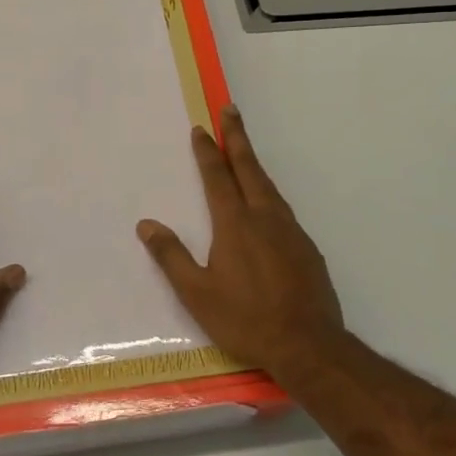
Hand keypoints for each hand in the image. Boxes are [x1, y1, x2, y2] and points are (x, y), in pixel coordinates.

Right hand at [137, 105, 344, 380]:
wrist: (308, 345)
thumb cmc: (245, 319)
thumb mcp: (197, 294)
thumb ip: (171, 256)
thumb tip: (146, 225)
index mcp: (235, 224)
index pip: (217, 177)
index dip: (207, 151)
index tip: (201, 128)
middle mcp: (265, 217)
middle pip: (249, 168)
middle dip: (237, 138)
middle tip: (231, 110)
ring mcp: (290, 231)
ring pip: (269, 186)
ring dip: (254, 163)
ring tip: (245, 151)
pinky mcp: (307, 247)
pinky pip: (283, 208)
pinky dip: (269, 192)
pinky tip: (267, 204)